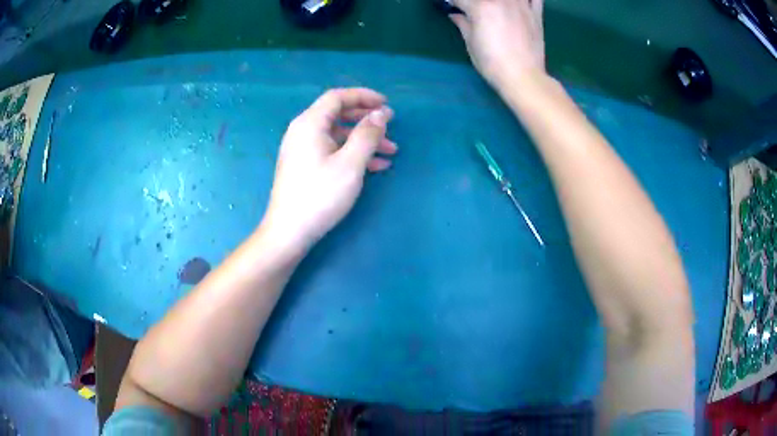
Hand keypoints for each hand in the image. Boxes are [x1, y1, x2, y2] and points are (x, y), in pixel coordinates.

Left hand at [260, 88, 396, 253]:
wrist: (289, 232)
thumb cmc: (320, 195)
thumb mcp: (350, 164)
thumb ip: (367, 135)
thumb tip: (381, 114)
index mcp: (310, 123)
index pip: (337, 97)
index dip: (363, 96)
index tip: (386, 104)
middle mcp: (303, 131)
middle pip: (338, 114)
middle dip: (366, 119)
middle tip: (390, 127)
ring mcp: (302, 149)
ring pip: (337, 134)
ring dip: (364, 139)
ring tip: (390, 151)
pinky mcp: (304, 165)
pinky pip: (331, 150)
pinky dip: (352, 153)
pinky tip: (374, 167)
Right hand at [449, 0, 545, 87]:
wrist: (523, 77)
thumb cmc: (492, 62)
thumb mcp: (471, 44)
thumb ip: (463, 24)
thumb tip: (456, 15)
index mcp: (480, 6)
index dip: (453, 3)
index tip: (453, 8)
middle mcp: (500, 0)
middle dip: (474, 2)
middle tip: (473, 11)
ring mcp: (521, 4)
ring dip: (499, 1)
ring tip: (496, 8)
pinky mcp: (536, 14)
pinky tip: (519, 4)